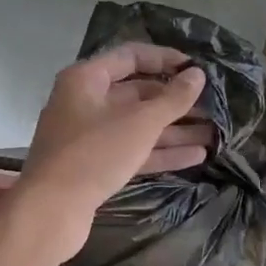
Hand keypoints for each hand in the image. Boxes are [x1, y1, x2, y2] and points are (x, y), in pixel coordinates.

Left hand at [16, 46, 209, 256]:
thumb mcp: (139, 123)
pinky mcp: (94, 165)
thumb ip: (172, 99)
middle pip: (136, 93)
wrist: (51, 210)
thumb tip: (198, 75)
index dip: (165, 59)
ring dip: (174, 130)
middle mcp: (85, 102)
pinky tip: (196, 156)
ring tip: (213, 134)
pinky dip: (160, 152)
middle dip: (175, 101)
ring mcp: (88, 136)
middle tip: (212, 106)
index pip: (130, 56)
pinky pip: (132, 151)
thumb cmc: (94, 154)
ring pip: (137, 126)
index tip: (196, 68)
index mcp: (86, 79)